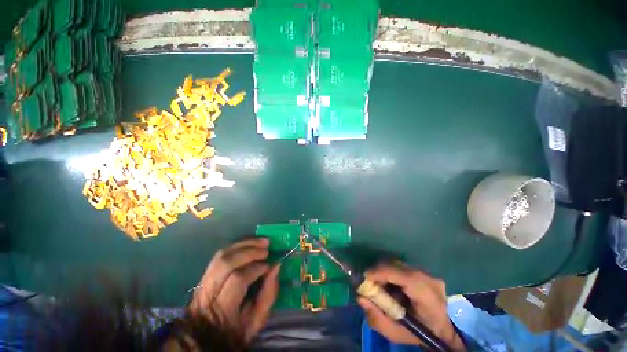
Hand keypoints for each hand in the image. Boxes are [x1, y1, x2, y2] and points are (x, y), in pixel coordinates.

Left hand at [189, 238, 279, 342]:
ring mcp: (203, 282)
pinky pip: (220, 255)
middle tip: (267, 249)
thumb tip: (276, 266)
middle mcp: (208, 293)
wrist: (206, 339)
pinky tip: (250, 243)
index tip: (271, 264)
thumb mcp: (257, 320)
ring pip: (221, 255)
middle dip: (249, 251)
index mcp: (222, 309)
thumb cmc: (236, 331)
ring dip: (244, 244)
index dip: (257, 268)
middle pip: (226, 263)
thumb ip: (269, 293)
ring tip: (261, 242)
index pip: (238, 279)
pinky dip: (237, 246)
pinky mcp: (204, 276)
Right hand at [357, 263, 464, 350]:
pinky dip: (392, 272)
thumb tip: (361, 298)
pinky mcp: (425, 271)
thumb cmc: (419, 334)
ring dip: (385, 271)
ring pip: (399, 264)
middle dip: (380, 271)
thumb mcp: (396, 334)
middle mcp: (431, 281)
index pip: (406, 278)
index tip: (366, 276)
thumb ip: (377, 318)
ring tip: (379, 284)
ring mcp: (430, 274)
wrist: (440, 330)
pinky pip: (402, 266)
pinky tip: (390, 283)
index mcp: (429, 299)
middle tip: (370, 282)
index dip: (384, 273)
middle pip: (400, 267)